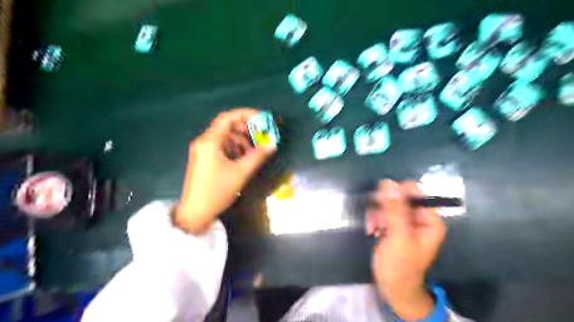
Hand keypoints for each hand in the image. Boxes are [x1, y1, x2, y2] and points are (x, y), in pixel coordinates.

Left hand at [172, 108, 274, 232]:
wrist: (195, 213)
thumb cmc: (217, 191)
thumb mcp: (240, 173)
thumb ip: (257, 156)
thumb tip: (272, 145)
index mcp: (210, 141)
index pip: (227, 118)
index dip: (245, 114)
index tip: (261, 118)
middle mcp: (204, 142)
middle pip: (226, 126)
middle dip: (245, 128)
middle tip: (260, 134)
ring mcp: (202, 150)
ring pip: (223, 137)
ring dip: (240, 140)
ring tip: (253, 150)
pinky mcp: (203, 159)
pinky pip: (220, 146)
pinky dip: (233, 148)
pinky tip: (242, 157)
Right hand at [368, 180, 447, 320]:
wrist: (393, 288)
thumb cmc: (401, 266)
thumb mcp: (399, 237)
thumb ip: (395, 209)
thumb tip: (390, 182)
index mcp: (429, 219)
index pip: (413, 192)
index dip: (395, 195)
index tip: (381, 204)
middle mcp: (418, 217)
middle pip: (398, 197)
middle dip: (383, 208)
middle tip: (377, 221)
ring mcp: (404, 221)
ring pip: (386, 204)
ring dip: (376, 215)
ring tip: (373, 229)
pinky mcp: (392, 225)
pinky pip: (381, 212)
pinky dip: (374, 220)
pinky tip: (371, 230)